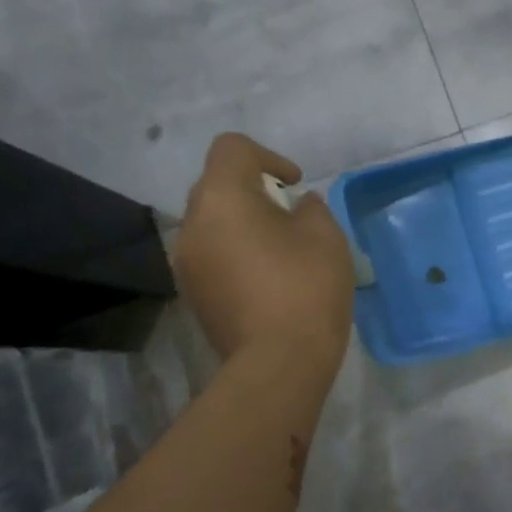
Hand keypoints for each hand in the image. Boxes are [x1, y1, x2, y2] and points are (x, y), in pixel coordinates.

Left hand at [173, 134, 353, 372]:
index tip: (294, 185)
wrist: (278, 362)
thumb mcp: (325, 235)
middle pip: (217, 186)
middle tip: (290, 217)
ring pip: (212, 224)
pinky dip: (235, 254)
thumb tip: (297, 206)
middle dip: (253, 191)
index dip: (267, 156)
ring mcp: (186, 263)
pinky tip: (266, 280)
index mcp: (221, 199)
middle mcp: (192, 225)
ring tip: (280, 251)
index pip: (231, 149)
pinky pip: (212, 256)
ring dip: (243, 225)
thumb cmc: (306, 287)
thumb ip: (311, 208)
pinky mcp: (192, 295)